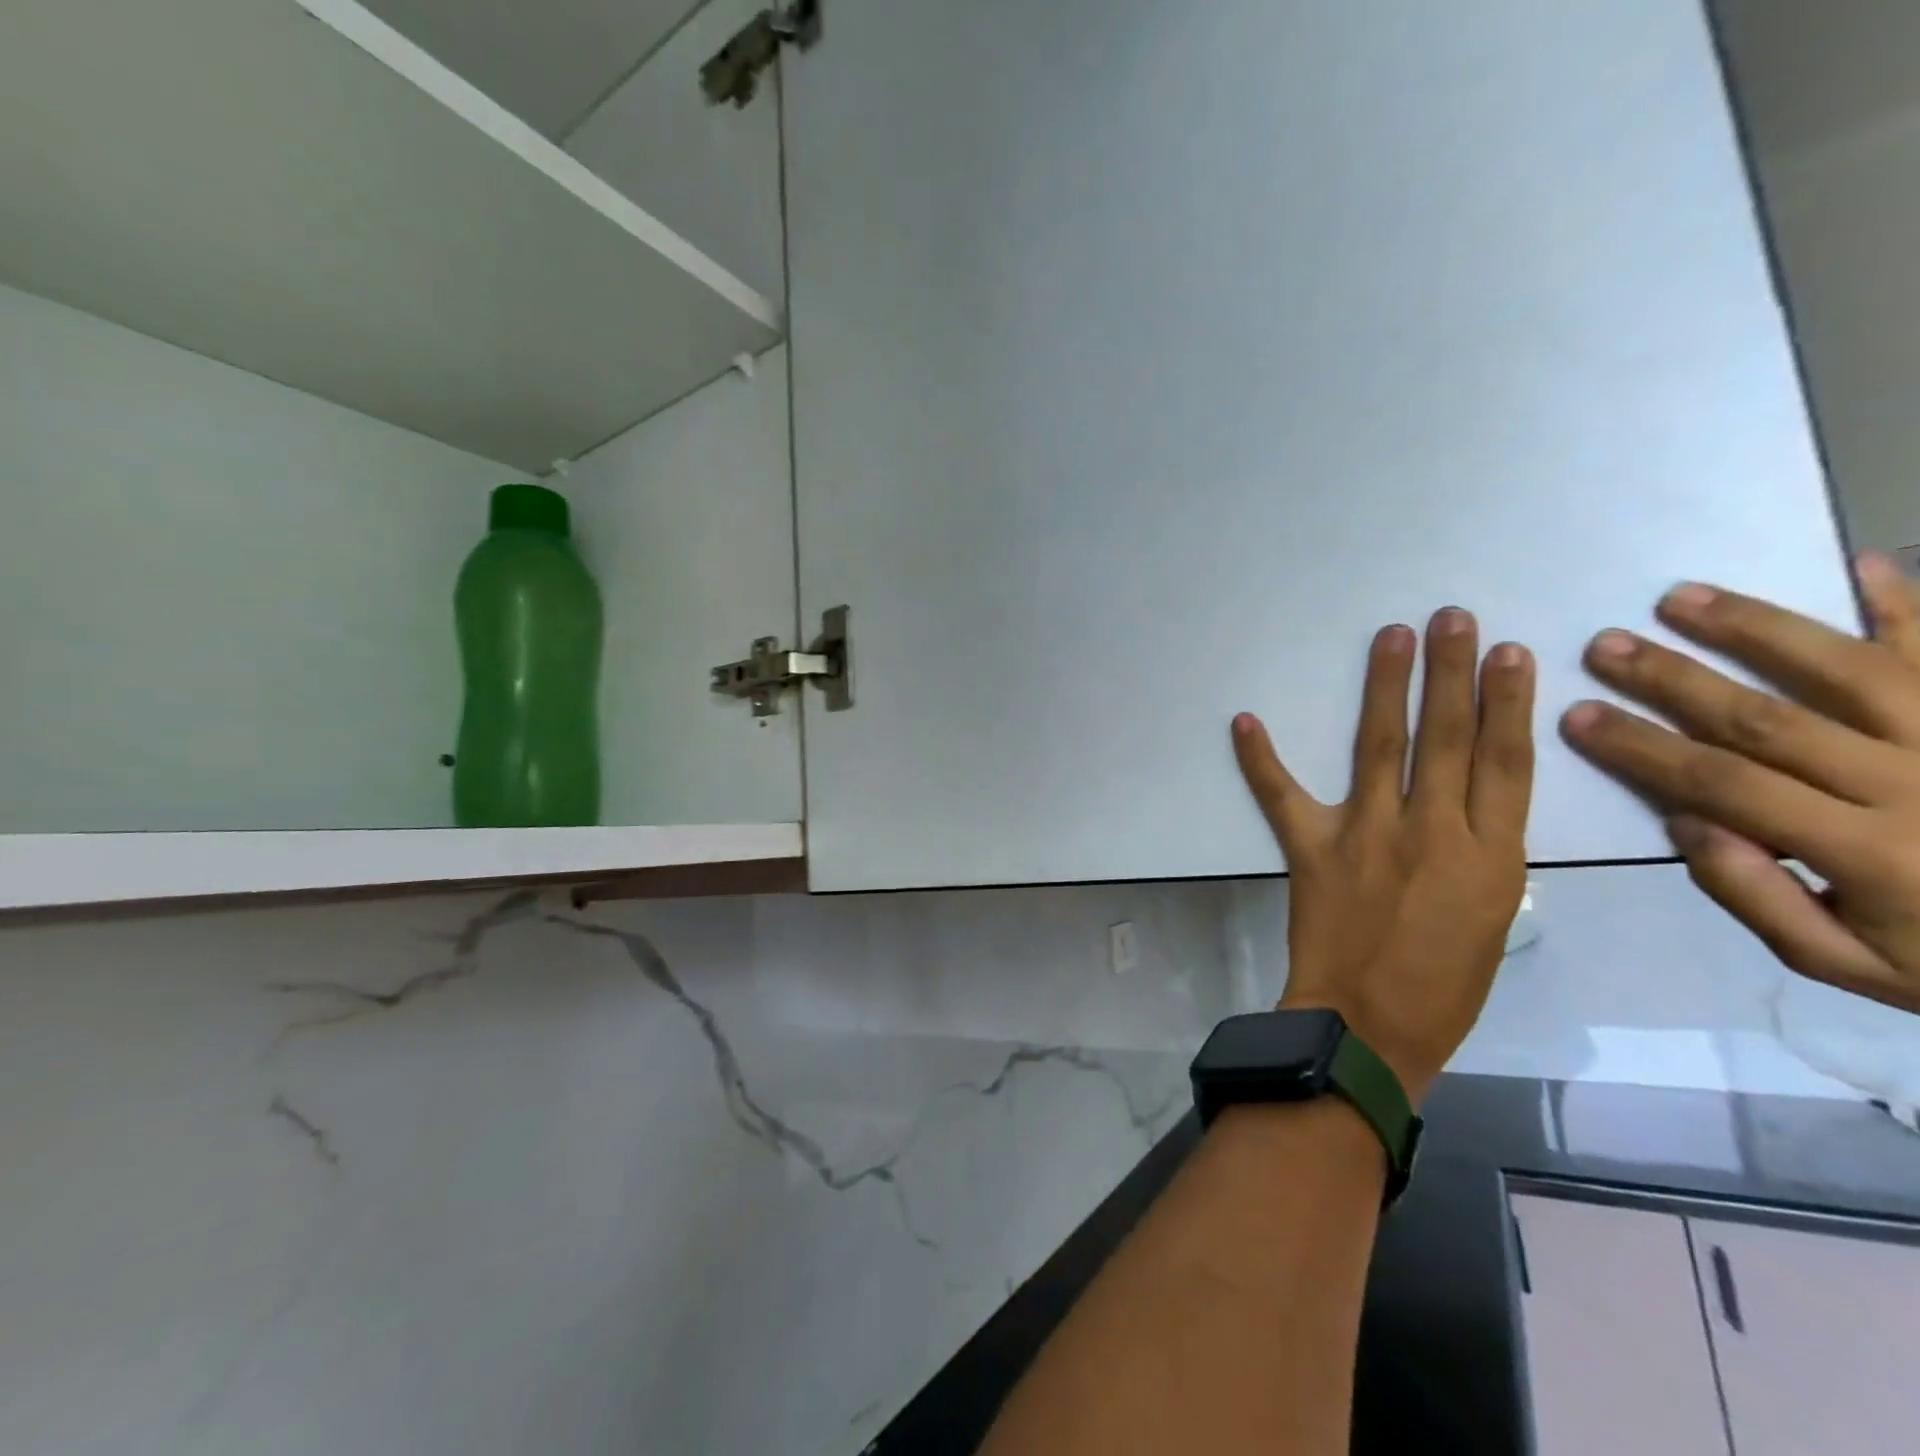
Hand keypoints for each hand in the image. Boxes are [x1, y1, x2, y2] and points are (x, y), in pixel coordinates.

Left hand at [1232, 608, 1535, 1101]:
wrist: (1369, 1027)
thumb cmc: (1443, 986)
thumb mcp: (1493, 917)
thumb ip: (1484, 854)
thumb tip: (1469, 805)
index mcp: (1492, 857)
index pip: (1504, 762)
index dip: (1508, 704)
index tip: (1511, 653)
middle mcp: (1433, 832)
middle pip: (1445, 738)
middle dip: (1450, 674)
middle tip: (1451, 619)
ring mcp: (1366, 835)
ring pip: (1379, 746)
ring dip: (1384, 687)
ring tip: (1390, 638)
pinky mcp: (1311, 849)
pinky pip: (1280, 794)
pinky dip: (1260, 757)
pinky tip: (1245, 719)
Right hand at [1562, 555, 1919, 1017]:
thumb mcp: (1848, 964)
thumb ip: (1757, 898)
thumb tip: (1686, 823)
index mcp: (1865, 851)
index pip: (1721, 784)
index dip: (1640, 747)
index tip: (1576, 716)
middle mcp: (1911, 783)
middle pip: (1766, 718)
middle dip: (1673, 678)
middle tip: (1605, 645)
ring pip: (1847, 669)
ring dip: (1756, 629)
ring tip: (1682, 596)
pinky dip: (1907, 604)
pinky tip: (1859, 564)